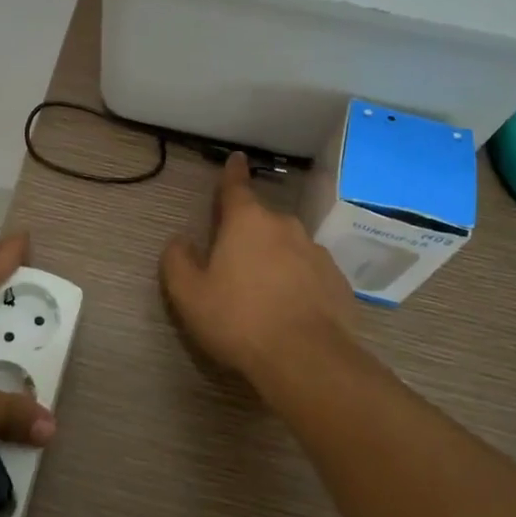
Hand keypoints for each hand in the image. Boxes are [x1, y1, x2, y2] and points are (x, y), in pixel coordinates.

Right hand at [161, 153, 357, 393]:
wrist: (306, 358)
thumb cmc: (238, 319)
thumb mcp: (189, 294)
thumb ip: (177, 261)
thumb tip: (180, 241)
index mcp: (247, 222)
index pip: (236, 187)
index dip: (232, 173)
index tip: (237, 158)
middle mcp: (285, 226)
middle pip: (261, 221)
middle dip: (248, 233)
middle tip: (234, 262)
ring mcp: (316, 252)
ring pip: (288, 247)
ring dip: (275, 259)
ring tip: (263, 293)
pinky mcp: (337, 281)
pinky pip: (310, 273)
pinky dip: (298, 282)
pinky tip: (290, 310)